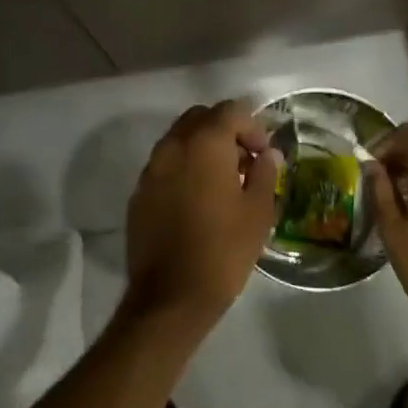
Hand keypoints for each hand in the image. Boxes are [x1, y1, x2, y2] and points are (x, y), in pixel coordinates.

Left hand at [124, 101, 279, 324]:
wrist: (171, 296)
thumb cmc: (224, 250)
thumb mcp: (258, 211)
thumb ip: (264, 173)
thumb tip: (268, 155)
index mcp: (204, 144)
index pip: (231, 110)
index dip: (253, 126)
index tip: (264, 154)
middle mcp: (172, 147)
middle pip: (200, 118)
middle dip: (225, 130)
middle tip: (245, 161)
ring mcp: (150, 170)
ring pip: (179, 140)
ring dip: (203, 148)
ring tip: (223, 181)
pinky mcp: (139, 193)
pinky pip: (165, 165)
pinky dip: (183, 168)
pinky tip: (198, 200)